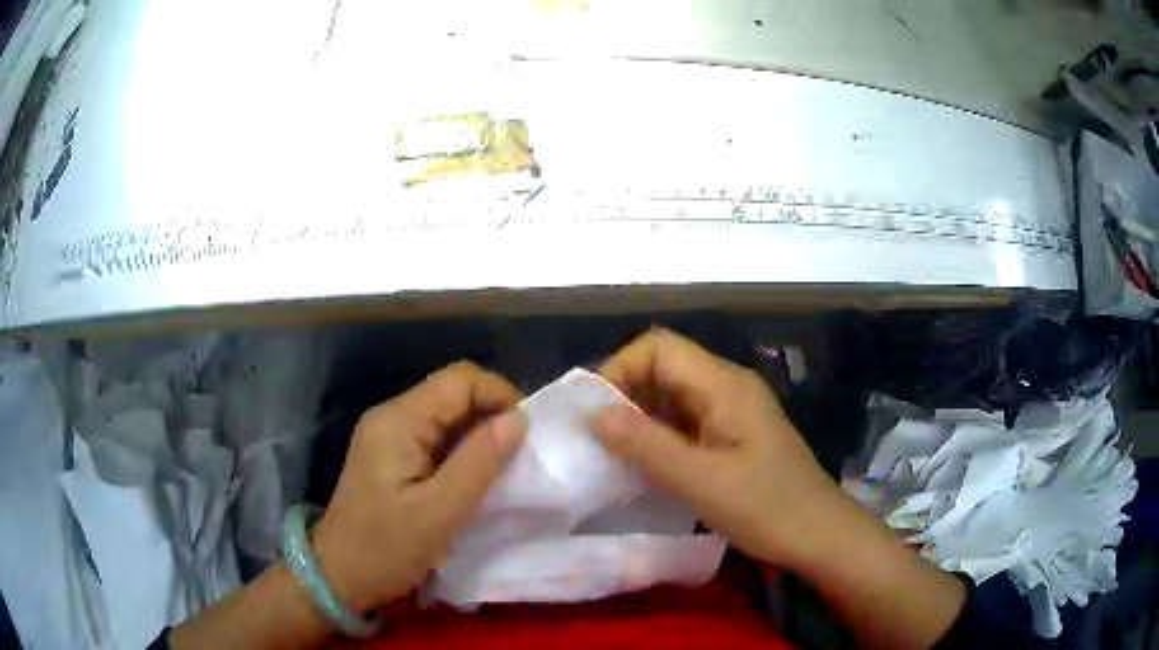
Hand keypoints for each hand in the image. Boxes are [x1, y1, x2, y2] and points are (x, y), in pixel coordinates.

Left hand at [311, 361, 527, 613]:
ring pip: (447, 417)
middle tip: (517, 460)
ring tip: (500, 473)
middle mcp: (392, 416)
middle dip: (491, 418)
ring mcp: (388, 436)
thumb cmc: (386, 547)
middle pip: (453, 394)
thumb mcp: (439, 512)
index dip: (500, 396)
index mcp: (399, 420)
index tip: (525, 438)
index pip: (460, 380)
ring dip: (478, 438)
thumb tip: (519, 419)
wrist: (340, 575)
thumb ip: (479, 463)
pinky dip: (461, 453)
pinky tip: (472, 480)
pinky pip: (436, 439)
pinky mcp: (391, 456)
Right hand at [592, 329, 843, 568]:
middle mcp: (728, 386)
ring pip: (674, 396)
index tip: (596, 414)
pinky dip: (661, 436)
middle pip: (665, 368)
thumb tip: (593, 413)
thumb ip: (646, 444)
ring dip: (641, 419)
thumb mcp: (701, 480)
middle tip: (599, 440)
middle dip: (626, 396)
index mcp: (724, 385)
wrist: (819, 534)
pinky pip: (687, 421)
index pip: (659, 347)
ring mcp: (733, 411)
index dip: (620, 369)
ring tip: (616, 455)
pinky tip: (647, 466)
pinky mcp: (734, 434)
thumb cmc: (766, 508)